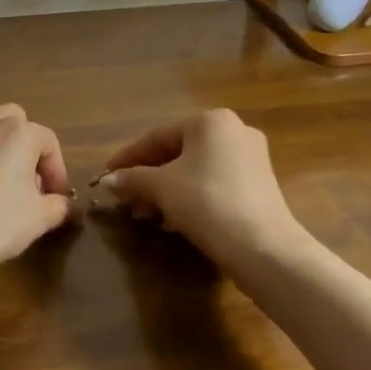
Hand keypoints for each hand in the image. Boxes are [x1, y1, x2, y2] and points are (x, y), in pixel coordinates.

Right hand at [100, 109, 309, 266]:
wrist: (263, 248)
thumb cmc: (206, 203)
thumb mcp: (161, 188)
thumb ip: (132, 179)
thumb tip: (108, 181)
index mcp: (210, 121)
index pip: (157, 136)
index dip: (128, 157)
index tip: (106, 175)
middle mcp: (234, 130)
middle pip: (177, 153)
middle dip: (148, 178)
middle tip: (126, 200)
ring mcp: (251, 158)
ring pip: (195, 170)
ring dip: (167, 190)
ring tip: (145, 214)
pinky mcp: (260, 185)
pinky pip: (214, 183)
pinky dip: (190, 196)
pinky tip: (173, 221)